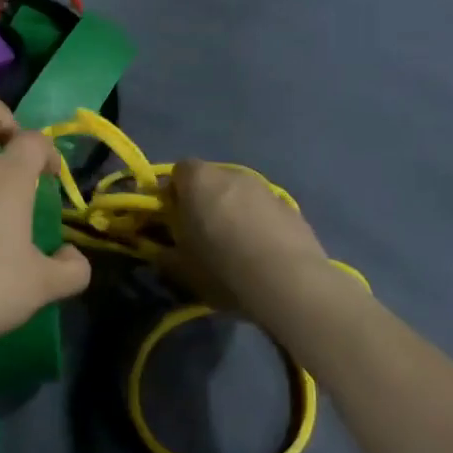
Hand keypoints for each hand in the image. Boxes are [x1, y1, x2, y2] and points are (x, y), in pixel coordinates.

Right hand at [166, 160, 338, 330]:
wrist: (287, 282)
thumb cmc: (222, 268)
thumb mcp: (181, 270)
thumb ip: (165, 255)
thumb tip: (162, 253)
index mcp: (198, 181)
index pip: (177, 171)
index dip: (173, 193)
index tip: (173, 219)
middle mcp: (231, 174)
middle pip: (210, 180)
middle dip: (204, 201)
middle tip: (202, 234)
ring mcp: (264, 188)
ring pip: (239, 194)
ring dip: (233, 211)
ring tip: (236, 247)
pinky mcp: (290, 207)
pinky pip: (264, 210)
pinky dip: (259, 223)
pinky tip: (262, 253)